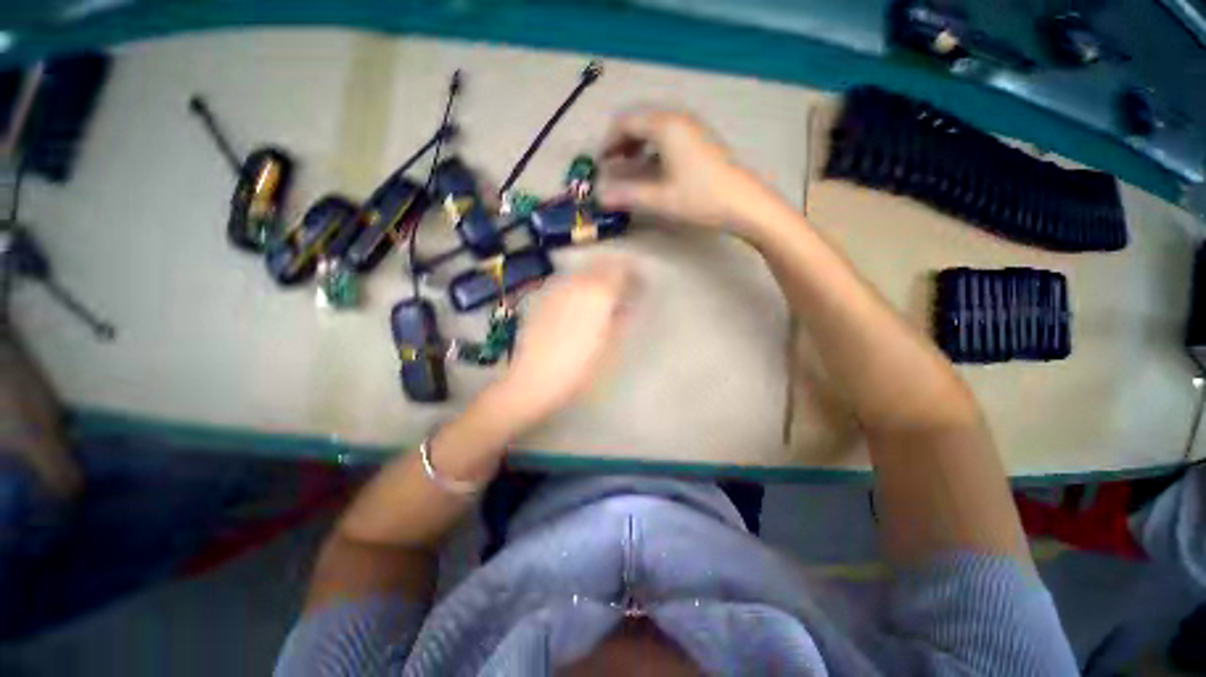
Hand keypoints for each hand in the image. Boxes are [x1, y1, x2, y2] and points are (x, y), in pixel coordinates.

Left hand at [498, 259, 637, 422]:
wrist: (535, 377)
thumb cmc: (580, 365)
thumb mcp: (611, 345)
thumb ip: (622, 319)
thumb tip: (627, 306)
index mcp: (599, 292)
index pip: (622, 270)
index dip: (634, 276)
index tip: (640, 287)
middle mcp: (578, 282)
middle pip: (601, 266)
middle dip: (615, 275)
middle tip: (622, 291)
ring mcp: (558, 287)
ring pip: (583, 273)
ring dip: (595, 280)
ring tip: (601, 298)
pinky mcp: (542, 297)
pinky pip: (567, 284)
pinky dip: (578, 288)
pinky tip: (577, 305)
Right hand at [596, 109, 774, 233]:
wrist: (743, 202)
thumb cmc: (700, 198)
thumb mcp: (659, 199)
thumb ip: (627, 195)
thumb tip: (600, 196)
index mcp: (664, 126)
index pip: (625, 123)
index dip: (607, 143)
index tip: (598, 165)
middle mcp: (677, 118)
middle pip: (639, 121)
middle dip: (620, 142)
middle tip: (611, 165)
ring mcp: (691, 126)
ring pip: (653, 127)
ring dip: (635, 144)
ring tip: (627, 167)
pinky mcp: (699, 138)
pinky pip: (667, 135)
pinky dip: (652, 147)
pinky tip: (651, 168)